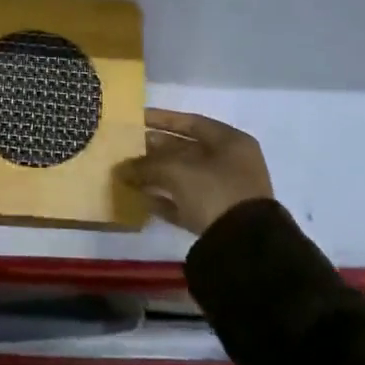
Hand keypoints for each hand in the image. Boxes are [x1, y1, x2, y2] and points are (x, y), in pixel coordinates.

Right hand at [114, 109, 274, 234]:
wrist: (243, 246)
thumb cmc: (214, 191)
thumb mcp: (176, 171)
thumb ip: (146, 165)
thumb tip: (121, 168)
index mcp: (230, 142)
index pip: (191, 122)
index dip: (162, 119)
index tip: (137, 118)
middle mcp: (231, 163)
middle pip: (187, 150)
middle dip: (156, 149)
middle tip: (129, 147)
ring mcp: (226, 192)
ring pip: (185, 177)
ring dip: (158, 175)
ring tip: (129, 173)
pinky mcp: (217, 218)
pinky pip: (186, 202)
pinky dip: (166, 199)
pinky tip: (142, 199)